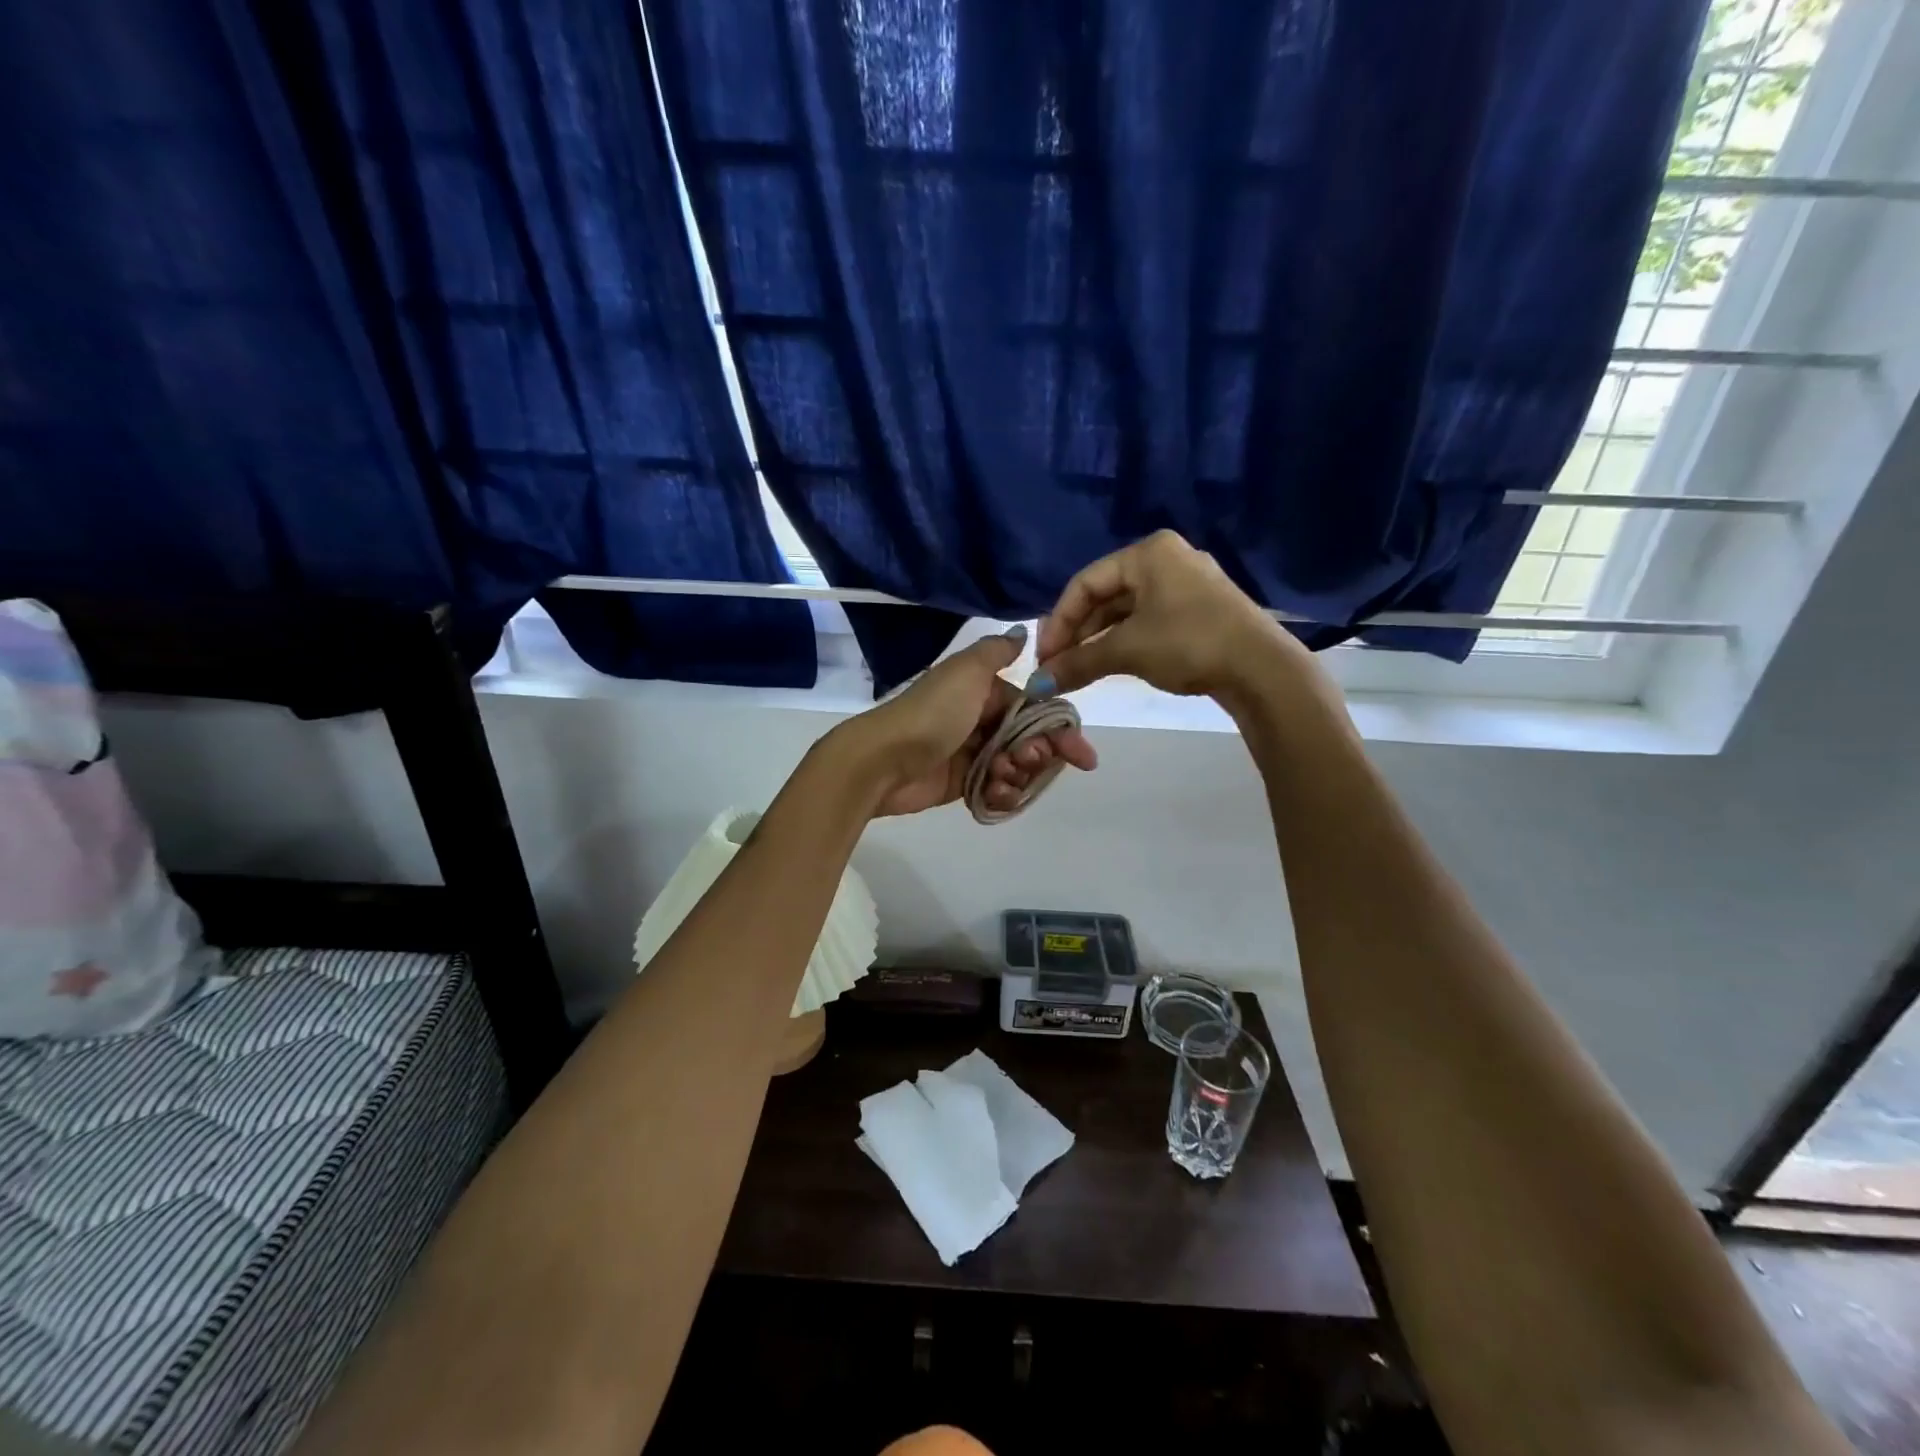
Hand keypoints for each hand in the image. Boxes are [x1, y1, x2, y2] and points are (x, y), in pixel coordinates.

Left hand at [843, 627, 1097, 816]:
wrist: (883, 760)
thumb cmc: (932, 714)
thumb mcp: (967, 671)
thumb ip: (997, 652)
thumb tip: (1023, 632)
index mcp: (985, 691)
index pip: (1036, 710)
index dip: (1059, 731)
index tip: (1078, 754)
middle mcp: (982, 720)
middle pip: (1030, 741)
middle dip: (1039, 755)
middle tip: (1028, 761)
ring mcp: (972, 754)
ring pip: (1016, 768)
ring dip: (1020, 776)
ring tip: (1002, 777)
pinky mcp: (962, 784)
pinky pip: (996, 790)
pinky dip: (1002, 794)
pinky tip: (996, 794)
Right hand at [1033, 530, 1314, 701]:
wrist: (1261, 669)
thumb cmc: (1188, 643)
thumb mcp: (1127, 650)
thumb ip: (1077, 663)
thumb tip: (1037, 686)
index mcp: (1148, 552)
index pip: (1085, 582)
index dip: (1058, 622)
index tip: (1044, 658)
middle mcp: (1166, 559)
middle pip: (1104, 595)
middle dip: (1077, 634)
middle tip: (1057, 667)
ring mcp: (1185, 584)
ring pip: (1125, 611)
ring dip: (1097, 641)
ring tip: (1078, 671)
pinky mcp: (1198, 610)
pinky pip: (1147, 621)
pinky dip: (1123, 642)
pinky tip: (1109, 665)